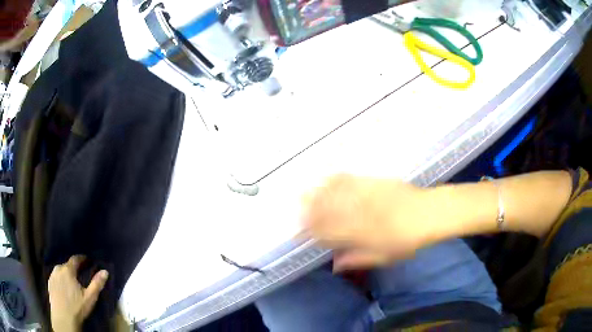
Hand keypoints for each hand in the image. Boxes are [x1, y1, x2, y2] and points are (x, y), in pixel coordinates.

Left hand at [48, 256, 108, 331]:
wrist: (63, 318)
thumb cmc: (77, 307)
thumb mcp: (90, 298)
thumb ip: (97, 284)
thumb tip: (105, 271)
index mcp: (68, 270)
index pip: (75, 259)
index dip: (82, 258)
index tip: (87, 260)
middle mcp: (58, 269)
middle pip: (67, 265)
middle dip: (74, 268)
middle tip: (80, 275)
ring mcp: (52, 276)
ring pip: (60, 271)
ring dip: (66, 274)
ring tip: (72, 282)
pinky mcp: (49, 283)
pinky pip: (56, 277)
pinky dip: (60, 280)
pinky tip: (64, 288)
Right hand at [302, 175, 440, 270]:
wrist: (428, 213)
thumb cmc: (408, 240)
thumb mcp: (383, 257)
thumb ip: (357, 260)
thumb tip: (334, 265)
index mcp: (359, 235)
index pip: (327, 233)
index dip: (311, 233)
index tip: (300, 233)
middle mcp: (358, 214)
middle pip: (326, 211)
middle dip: (307, 211)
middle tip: (296, 212)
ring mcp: (364, 196)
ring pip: (334, 194)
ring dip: (316, 195)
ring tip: (303, 194)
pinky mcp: (372, 183)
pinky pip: (349, 180)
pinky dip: (334, 180)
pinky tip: (326, 179)